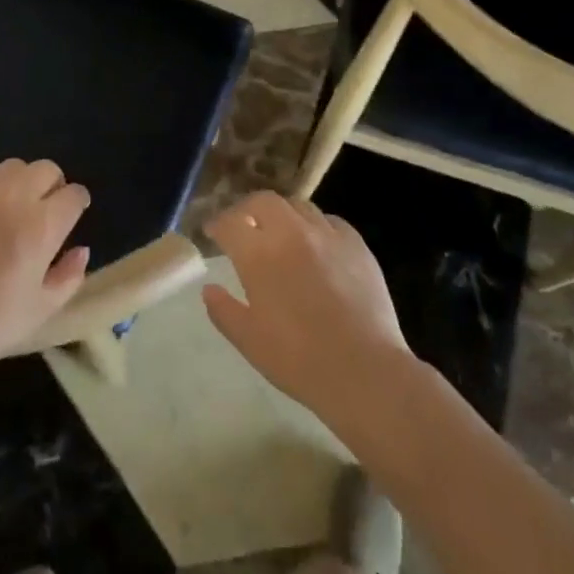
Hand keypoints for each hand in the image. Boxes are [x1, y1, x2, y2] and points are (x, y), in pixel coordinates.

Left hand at [0, 159, 90, 373]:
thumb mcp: (41, 310)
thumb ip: (69, 277)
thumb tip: (81, 250)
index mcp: (43, 226)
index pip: (74, 195)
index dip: (76, 205)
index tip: (70, 218)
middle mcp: (15, 197)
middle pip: (47, 169)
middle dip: (52, 186)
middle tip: (41, 212)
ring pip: (13, 166)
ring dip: (20, 182)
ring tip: (9, 207)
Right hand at [203, 192, 408, 416]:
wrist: (364, 371)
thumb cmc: (299, 360)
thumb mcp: (249, 341)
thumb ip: (224, 310)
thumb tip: (209, 289)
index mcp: (259, 255)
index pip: (230, 223)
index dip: (217, 225)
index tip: (212, 233)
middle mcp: (291, 233)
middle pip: (263, 201)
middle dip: (247, 209)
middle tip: (243, 226)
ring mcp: (327, 235)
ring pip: (298, 206)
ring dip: (282, 215)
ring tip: (280, 233)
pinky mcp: (356, 244)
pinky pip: (330, 221)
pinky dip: (315, 227)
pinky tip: (316, 245)